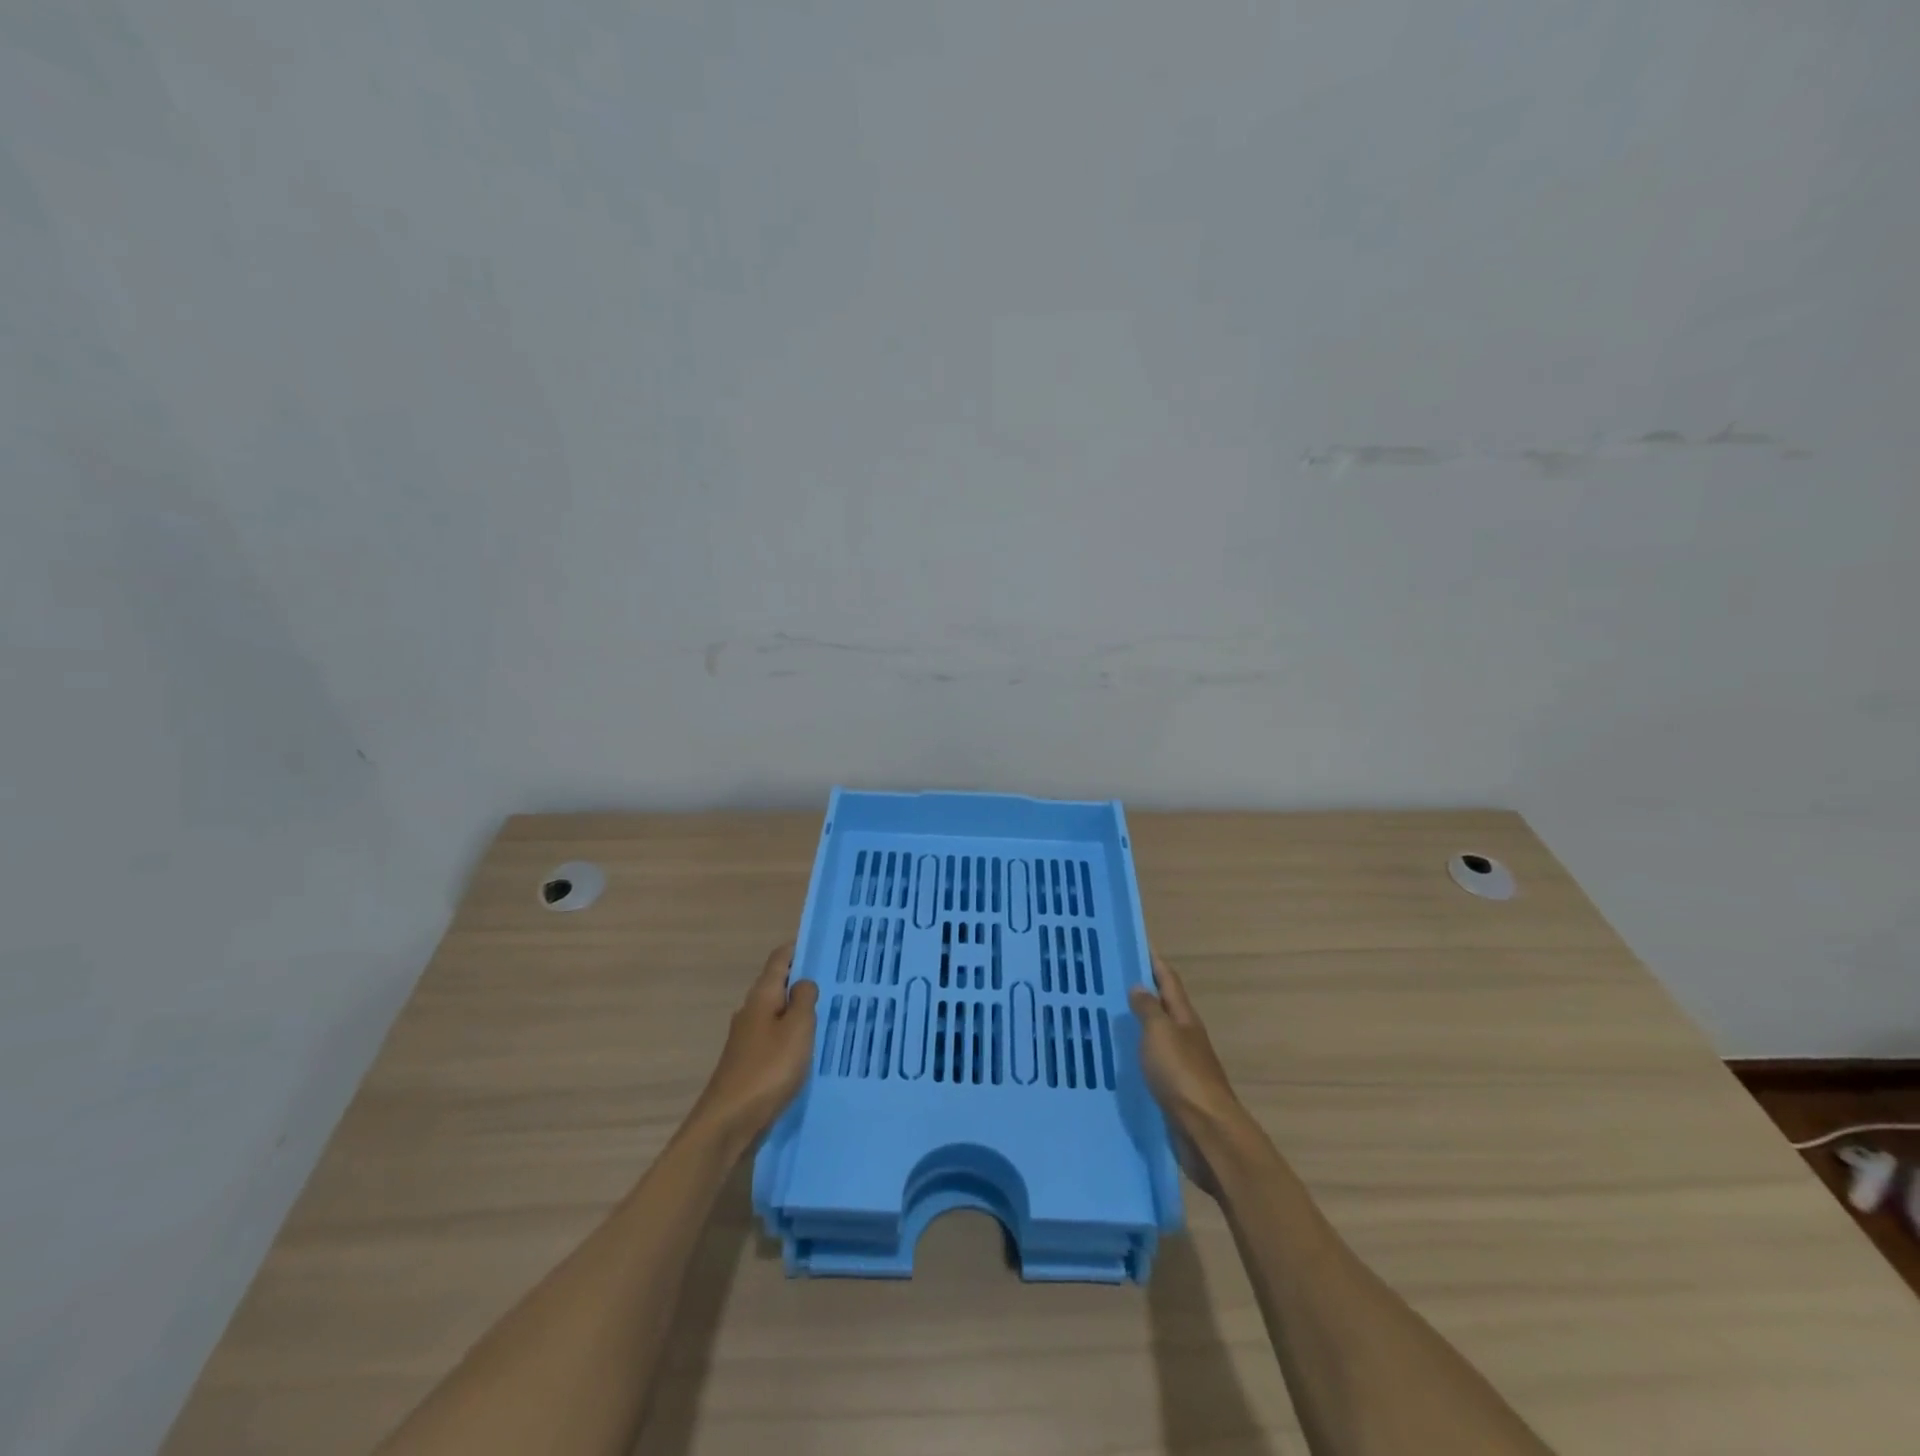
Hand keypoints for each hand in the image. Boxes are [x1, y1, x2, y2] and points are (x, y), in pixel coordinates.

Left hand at [688, 943, 818, 1145]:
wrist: (728, 1124)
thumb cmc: (767, 1070)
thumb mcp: (796, 1030)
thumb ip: (804, 1000)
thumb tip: (804, 981)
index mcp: (761, 997)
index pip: (779, 959)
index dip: (799, 948)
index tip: (824, 944)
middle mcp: (751, 1012)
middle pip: (778, 985)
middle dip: (803, 980)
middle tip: (837, 979)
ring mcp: (747, 1039)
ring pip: (778, 1013)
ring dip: (799, 1010)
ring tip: (830, 1012)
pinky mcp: (749, 1064)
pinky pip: (776, 1038)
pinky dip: (793, 1035)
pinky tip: (810, 1047)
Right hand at [1129, 955, 1244, 1142]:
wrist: (1206, 1131)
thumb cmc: (1182, 1075)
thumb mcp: (1160, 1033)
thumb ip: (1148, 1009)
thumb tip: (1140, 986)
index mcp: (1185, 1019)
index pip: (1169, 981)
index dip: (1155, 963)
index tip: (1138, 945)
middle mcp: (1186, 1037)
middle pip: (1166, 1007)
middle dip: (1145, 992)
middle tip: (1114, 980)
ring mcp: (1183, 1065)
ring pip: (1159, 1035)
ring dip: (1141, 1023)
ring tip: (1112, 1016)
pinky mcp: (1176, 1090)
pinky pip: (1154, 1062)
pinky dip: (1140, 1052)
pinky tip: (1122, 1057)